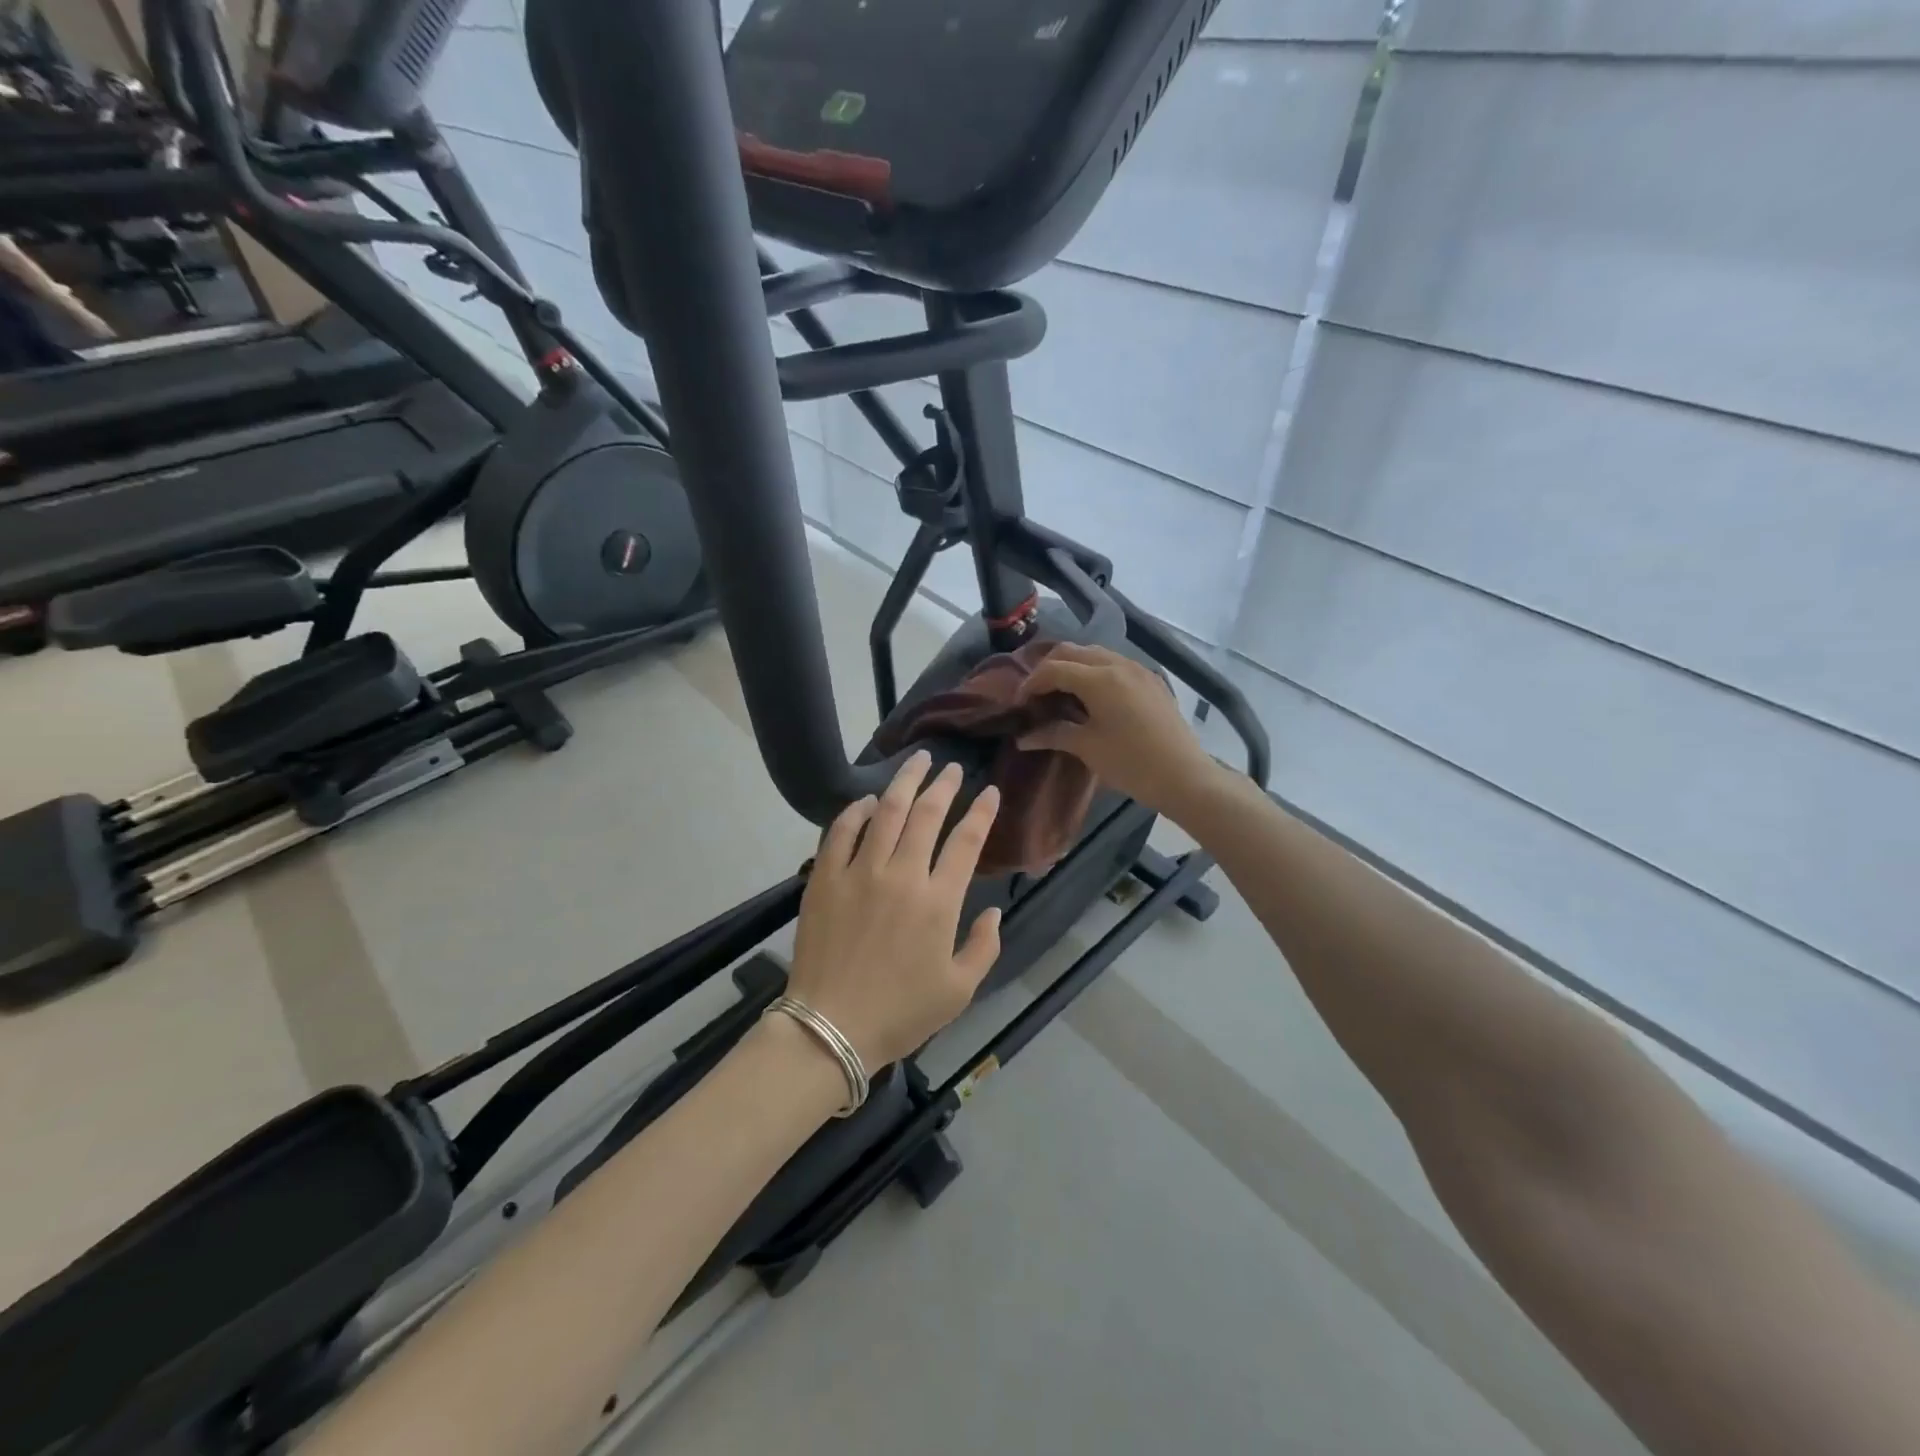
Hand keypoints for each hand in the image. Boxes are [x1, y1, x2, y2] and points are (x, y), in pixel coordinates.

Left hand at [786, 751, 1001, 1069]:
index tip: (989, 791)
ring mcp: (859, 872)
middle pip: (927, 814)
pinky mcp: (825, 878)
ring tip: (916, 761)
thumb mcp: (959, 990)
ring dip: (904, 782)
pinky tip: (868, 800)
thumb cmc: (900, 1013)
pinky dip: (856, 810)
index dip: (982, 812)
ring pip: (887, 812)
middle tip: (951, 767)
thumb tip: (995, 911)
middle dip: (944, 784)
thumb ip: (984, 946)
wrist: (830, 1028)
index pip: (967, 841)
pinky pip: (840, 831)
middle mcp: (902, 875)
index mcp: (938, 901)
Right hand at [1014, 643, 1218, 815]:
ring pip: (1096, 654)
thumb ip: (1053, 734)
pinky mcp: (1152, 681)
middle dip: (1049, 668)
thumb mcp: (1088, 748)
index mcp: (1100, 678)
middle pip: (1073, 652)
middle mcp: (1119, 664)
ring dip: (1073, 667)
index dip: (1031, 683)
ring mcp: (1139, 670)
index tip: (1019, 704)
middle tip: (1036, 694)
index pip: (1054, 669)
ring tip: (1060, 694)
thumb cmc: (1131, 764)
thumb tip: (1023, 738)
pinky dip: (1095, 672)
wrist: (1185, 777)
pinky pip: (1115, 665)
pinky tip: (1091, 697)